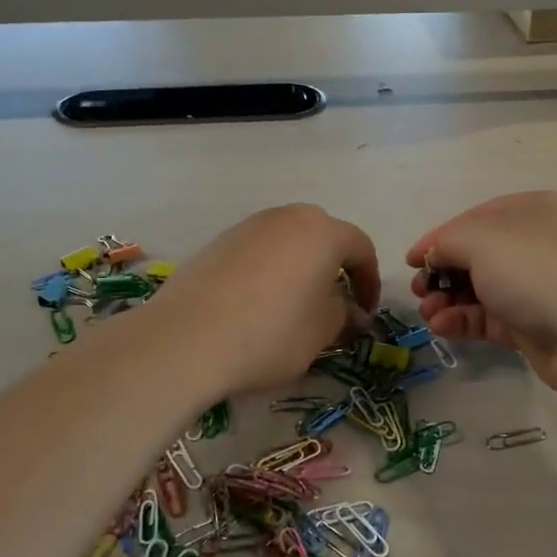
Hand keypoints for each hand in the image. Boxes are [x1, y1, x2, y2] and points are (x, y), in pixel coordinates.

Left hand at [152, 204, 379, 396]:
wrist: (187, 339)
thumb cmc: (272, 333)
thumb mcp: (321, 332)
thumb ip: (344, 314)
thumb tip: (352, 311)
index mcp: (322, 232)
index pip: (360, 248)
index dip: (369, 282)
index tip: (366, 313)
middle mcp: (286, 217)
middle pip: (322, 237)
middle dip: (334, 269)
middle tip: (333, 305)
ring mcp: (248, 226)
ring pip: (287, 243)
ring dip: (299, 269)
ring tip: (294, 307)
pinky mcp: (217, 243)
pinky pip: (257, 253)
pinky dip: (268, 273)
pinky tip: (257, 307)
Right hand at [407, 191, 556, 409]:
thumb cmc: (538, 271)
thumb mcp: (482, 240)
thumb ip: (448, 241)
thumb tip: (436, 255)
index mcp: (533, 210)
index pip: (474, 218)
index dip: (439, 238)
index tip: (410, 260)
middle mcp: (537, 244)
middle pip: (477, 255)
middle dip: (442, 272)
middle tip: (418, 290)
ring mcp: (539, 286)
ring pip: (481, 288)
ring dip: (448, 299)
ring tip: (427, 313)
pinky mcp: (536, 325)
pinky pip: (491, 317)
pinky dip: (464, 321)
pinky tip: (442, 328)